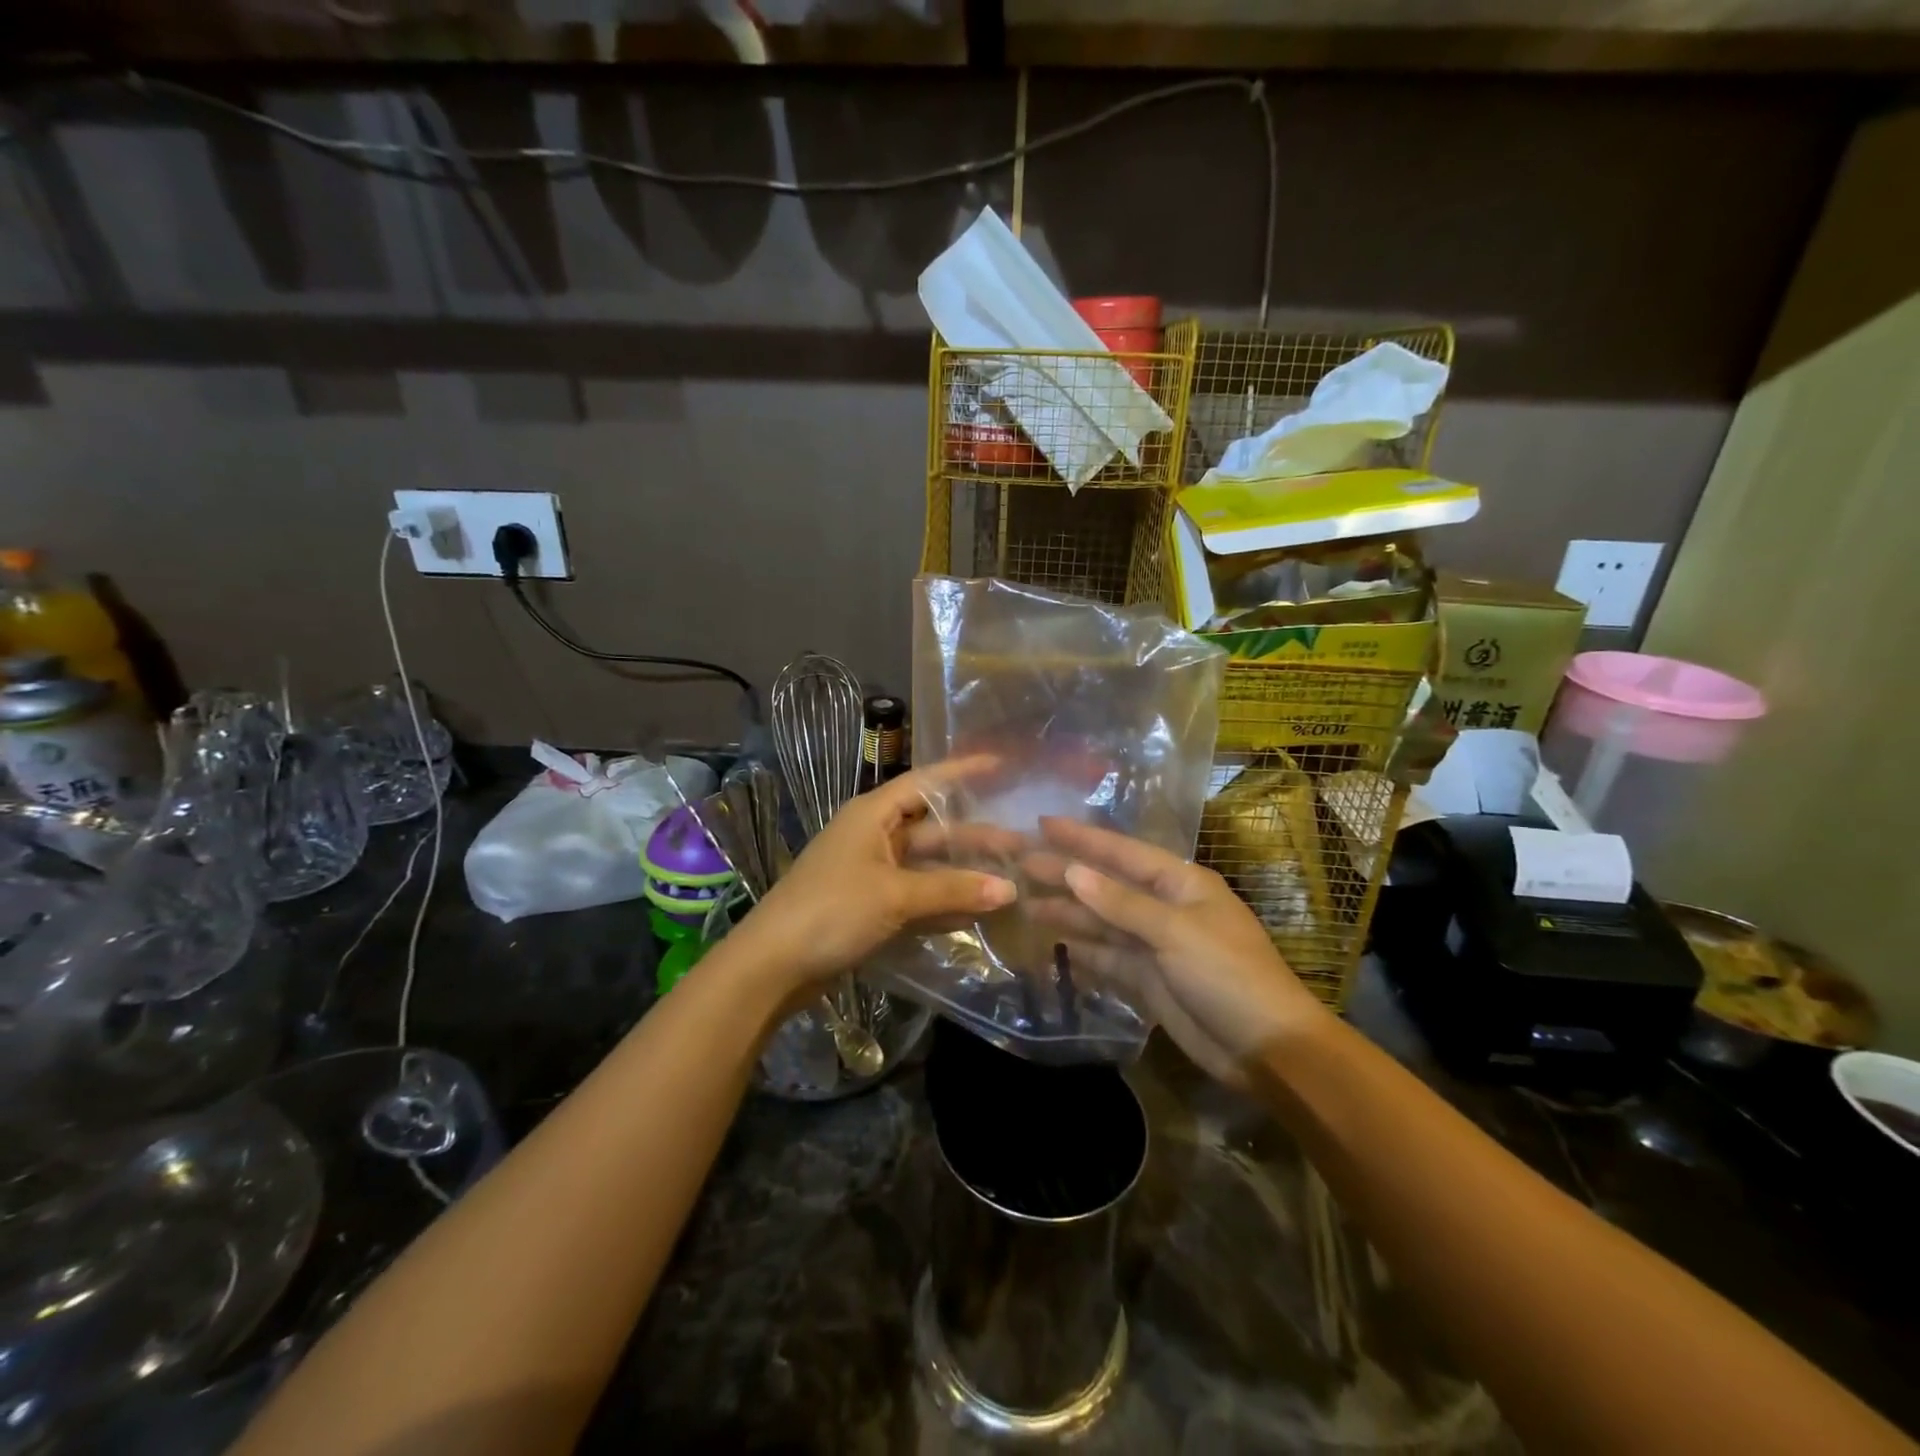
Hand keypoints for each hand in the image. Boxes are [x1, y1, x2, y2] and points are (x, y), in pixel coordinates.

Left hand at [724, 757, 1018, 999]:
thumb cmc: (832, 910)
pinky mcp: (870, 905)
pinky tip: (976, 909)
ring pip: (927, 865)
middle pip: (933, 828)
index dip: (963, 773)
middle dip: (974, 835)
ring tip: (1009, 875)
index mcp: (872, 815)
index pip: (926, 783)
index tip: (1002, 766)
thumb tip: (1010, 888)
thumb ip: (953, 890)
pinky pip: (916, 894)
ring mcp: (871, 872)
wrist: (773, 965)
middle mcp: (873, 836)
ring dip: (962, 871)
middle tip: (1021, 842)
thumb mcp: (895, 895)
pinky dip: (943, 900)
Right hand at [1027, 817, 1330, 1085]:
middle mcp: (1165, 907)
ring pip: (1102, 922)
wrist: (1267, 1049)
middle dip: (1066, 874)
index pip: (1122, 852)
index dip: (1082, 838)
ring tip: (1024, 903)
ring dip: (1067, 912)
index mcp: (1181, 883)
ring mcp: (1155, 945)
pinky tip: (1052, 943)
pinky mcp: (1148, 979)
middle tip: (1019, 863)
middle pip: (1106, 885)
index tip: (1042, 824)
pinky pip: (1107, 957)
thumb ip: (1121, 903)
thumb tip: (1073, 871)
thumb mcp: (1176, 932)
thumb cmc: (1228, 975)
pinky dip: (1081, 950)